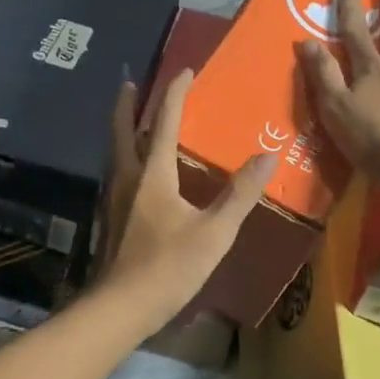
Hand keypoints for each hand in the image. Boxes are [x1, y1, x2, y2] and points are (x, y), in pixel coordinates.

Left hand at [91, 69, 275, 333]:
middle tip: (131, 84)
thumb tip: (268, 156)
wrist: (120, 308)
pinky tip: (136, 171)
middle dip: (127, 104)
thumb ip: (240, 194)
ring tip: (133, 119)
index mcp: (153, 174)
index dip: (175, 94)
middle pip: (123, 130)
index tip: (185, 70)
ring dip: (123, 128)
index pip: (164, 122)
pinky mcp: (111, 218)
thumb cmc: (168, 267)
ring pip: (116, 151)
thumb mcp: (214, 232)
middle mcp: (128, 177)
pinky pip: (118, 172)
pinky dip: (125, 155)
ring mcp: (114, 198)